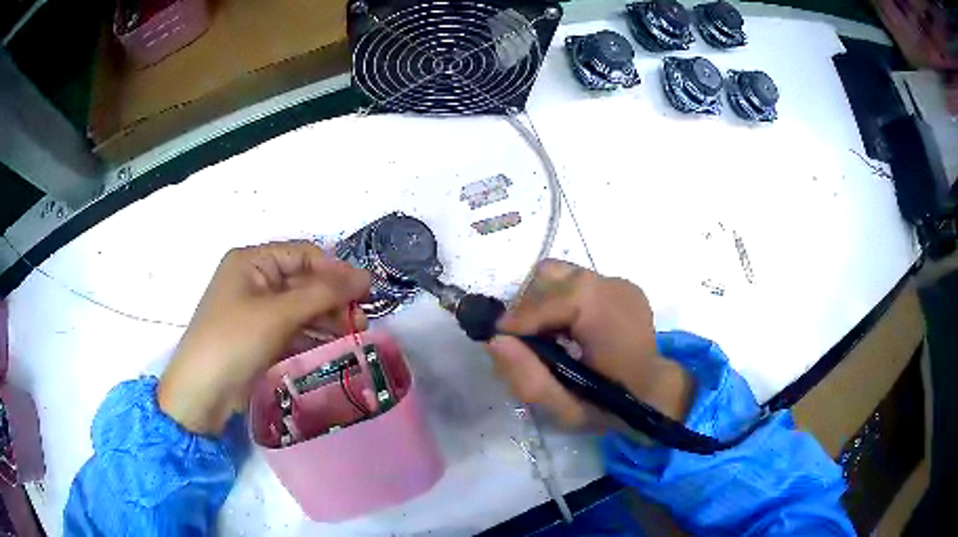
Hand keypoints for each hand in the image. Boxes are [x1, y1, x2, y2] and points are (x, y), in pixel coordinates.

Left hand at [158, 242, 370, 434]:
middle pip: (303, 282)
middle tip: (363, 320)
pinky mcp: (259, 336)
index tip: (367, 291)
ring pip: (300, 307)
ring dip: (327, 318)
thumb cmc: (235, 340)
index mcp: (252, 261)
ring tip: (355, 334)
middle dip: (333, 299)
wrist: (202, 392)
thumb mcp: (279, 313)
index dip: (336, 270)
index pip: (304, 255)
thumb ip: (323, 293)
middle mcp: (254, 280)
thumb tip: (365, 277)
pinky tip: (333, 346)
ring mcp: (256, 310)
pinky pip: (292, 328)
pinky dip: (312, 335)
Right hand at [486, 260, 691, 428]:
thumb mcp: (565, 409)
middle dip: (529, 309)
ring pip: (559, 275)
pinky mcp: (619, 284)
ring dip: (543, 301)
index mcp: (609, 317)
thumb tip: (494, 340)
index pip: (549, 298)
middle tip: (526, 343)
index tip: (498, 339)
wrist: (655, 395)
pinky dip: (559, 300)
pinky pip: (573, 281)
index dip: (518, 318)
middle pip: (550, 278)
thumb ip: (528, 378)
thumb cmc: (611, 407)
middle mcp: (615, 288)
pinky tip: (567, 328)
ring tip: (547, 335)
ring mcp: (620, 282)